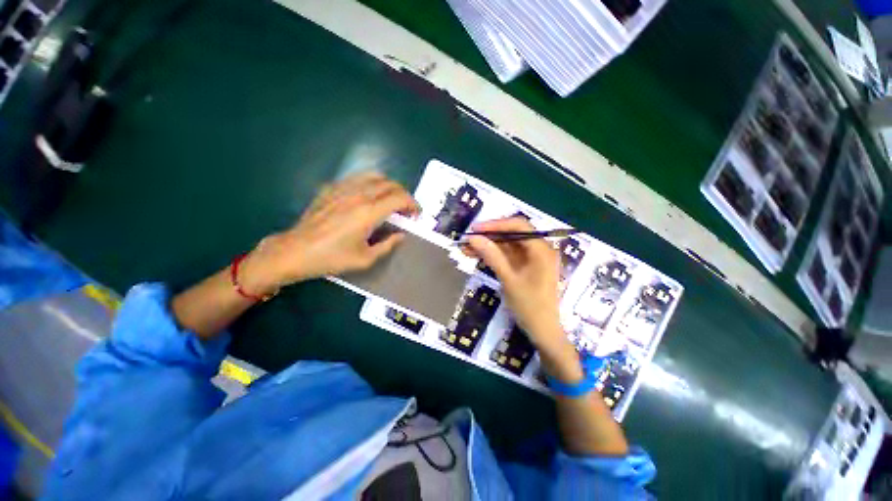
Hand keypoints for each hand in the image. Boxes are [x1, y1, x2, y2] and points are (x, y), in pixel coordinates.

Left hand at [239, 172, 418, 294]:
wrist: (296, 251)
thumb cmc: (331, 258)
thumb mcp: (365, 258)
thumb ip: (388, 245)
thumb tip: (401, 235)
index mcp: (368, 213)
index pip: (399, 198)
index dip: (413, 204)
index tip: (416, 214)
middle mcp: (358, 195)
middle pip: (390, 184)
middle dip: (404, 195)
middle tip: (405, 210)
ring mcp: (343, 188)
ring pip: (374, 176)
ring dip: (389, 186)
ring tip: (390, 200)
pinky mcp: (331, 188)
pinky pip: (358, 178)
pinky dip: (371, 184)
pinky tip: (368, 197)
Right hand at [465, 217, 568, 351]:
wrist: (543, 332)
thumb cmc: (530, 307)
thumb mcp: (509, 280)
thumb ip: (492, 256)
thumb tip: (473, 238)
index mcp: (542, 250)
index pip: (518, 226)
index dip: (495, 225)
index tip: (475, 229)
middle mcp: (539, 249)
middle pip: (512, 234)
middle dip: (489, 236)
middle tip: (467, 239)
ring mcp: (532, 259)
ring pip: (507, 245)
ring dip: (488, 246)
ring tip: (466, 249)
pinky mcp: (525, 267)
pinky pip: (508, 256)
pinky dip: (493, 255)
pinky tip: (476, 256)